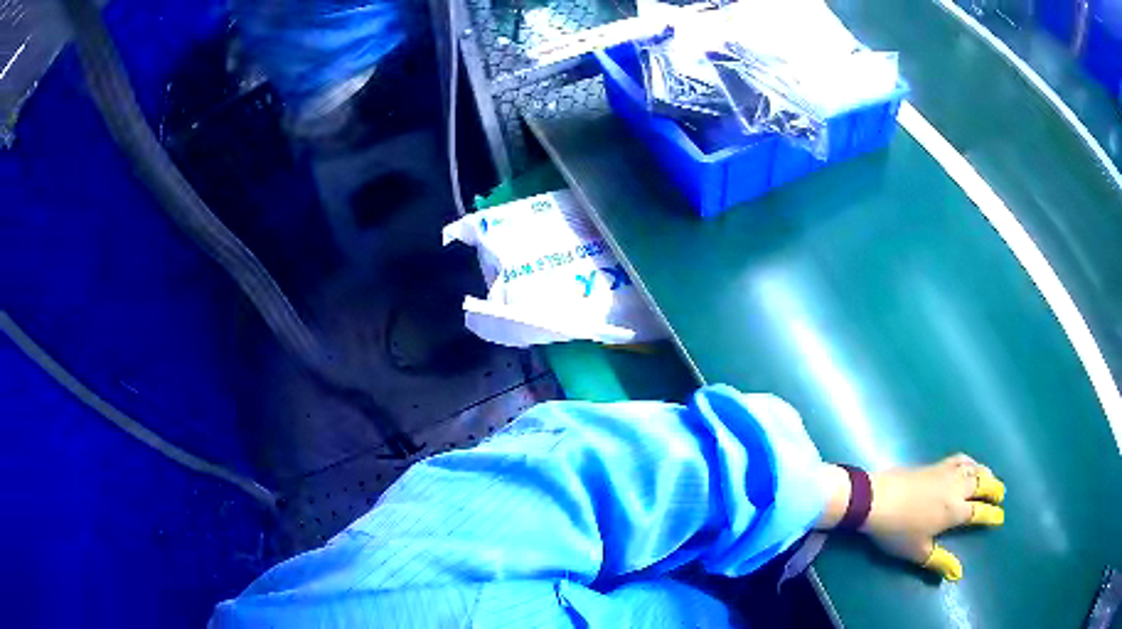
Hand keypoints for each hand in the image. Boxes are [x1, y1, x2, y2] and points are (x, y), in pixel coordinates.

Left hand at [863, 454, 1004, 580]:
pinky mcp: (935, 464)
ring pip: (974, 469)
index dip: (991, 515)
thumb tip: (958, 574)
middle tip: (1001, 495)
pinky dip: (971, 461)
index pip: (979, 512)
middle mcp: (956, 488)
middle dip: (994, 489)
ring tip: (992, 479)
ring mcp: (946, 473)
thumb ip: (940, 561)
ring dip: (986, 473)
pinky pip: (961, 459)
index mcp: (955, 511)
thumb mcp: (918, 552)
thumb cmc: (898, 531)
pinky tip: (971, 465)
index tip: (1000, 517)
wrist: (878, 498)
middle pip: (982, 485)